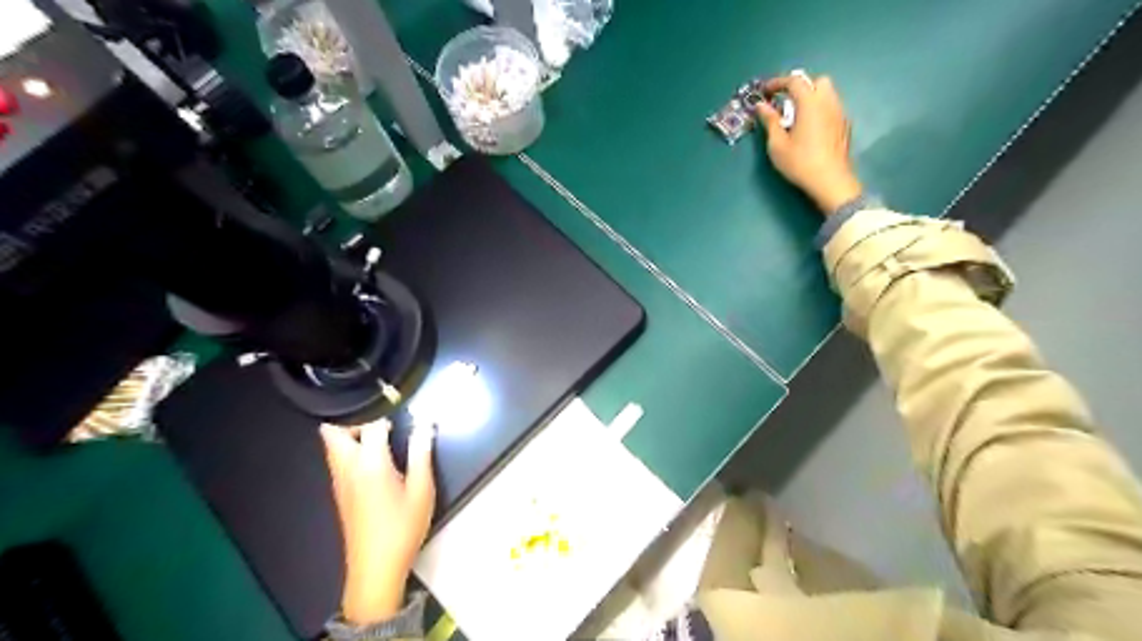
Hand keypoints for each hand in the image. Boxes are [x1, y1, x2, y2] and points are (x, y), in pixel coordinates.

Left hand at [320, 418, 438, 621]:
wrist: (376, 568)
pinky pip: (337, 460)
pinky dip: (350, 450)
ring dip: (351, 434)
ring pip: (332, 445)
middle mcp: (347, 467)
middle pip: (333, 430)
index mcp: (369, 463)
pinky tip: (376, 459)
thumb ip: (421, 451)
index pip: (370, 423)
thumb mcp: (422, 488)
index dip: (386, 410)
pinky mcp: (340, 493)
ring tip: (382, 437)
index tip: (403, 407)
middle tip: (383, 421)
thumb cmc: (403, 527)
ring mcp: (339, 481)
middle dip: (355, 419)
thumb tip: (425, 423)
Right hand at [762, 73, 862, 213]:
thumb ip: (770, 121)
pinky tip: (810, 128)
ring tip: (797, 116)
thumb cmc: (800, 162)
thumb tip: (761, 106)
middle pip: (817, 81)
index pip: (794, 81)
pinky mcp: (845, 125)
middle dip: (800, 86)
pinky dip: (819, 109)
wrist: (830, 180)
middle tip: (785, 102)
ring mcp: (839, 113)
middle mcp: (828, 102)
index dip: (777, 82)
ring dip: (811, 97)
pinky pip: (832, 107)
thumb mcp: (777, 145)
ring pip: (827, 93)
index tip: (765, 91)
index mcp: (810, 103)